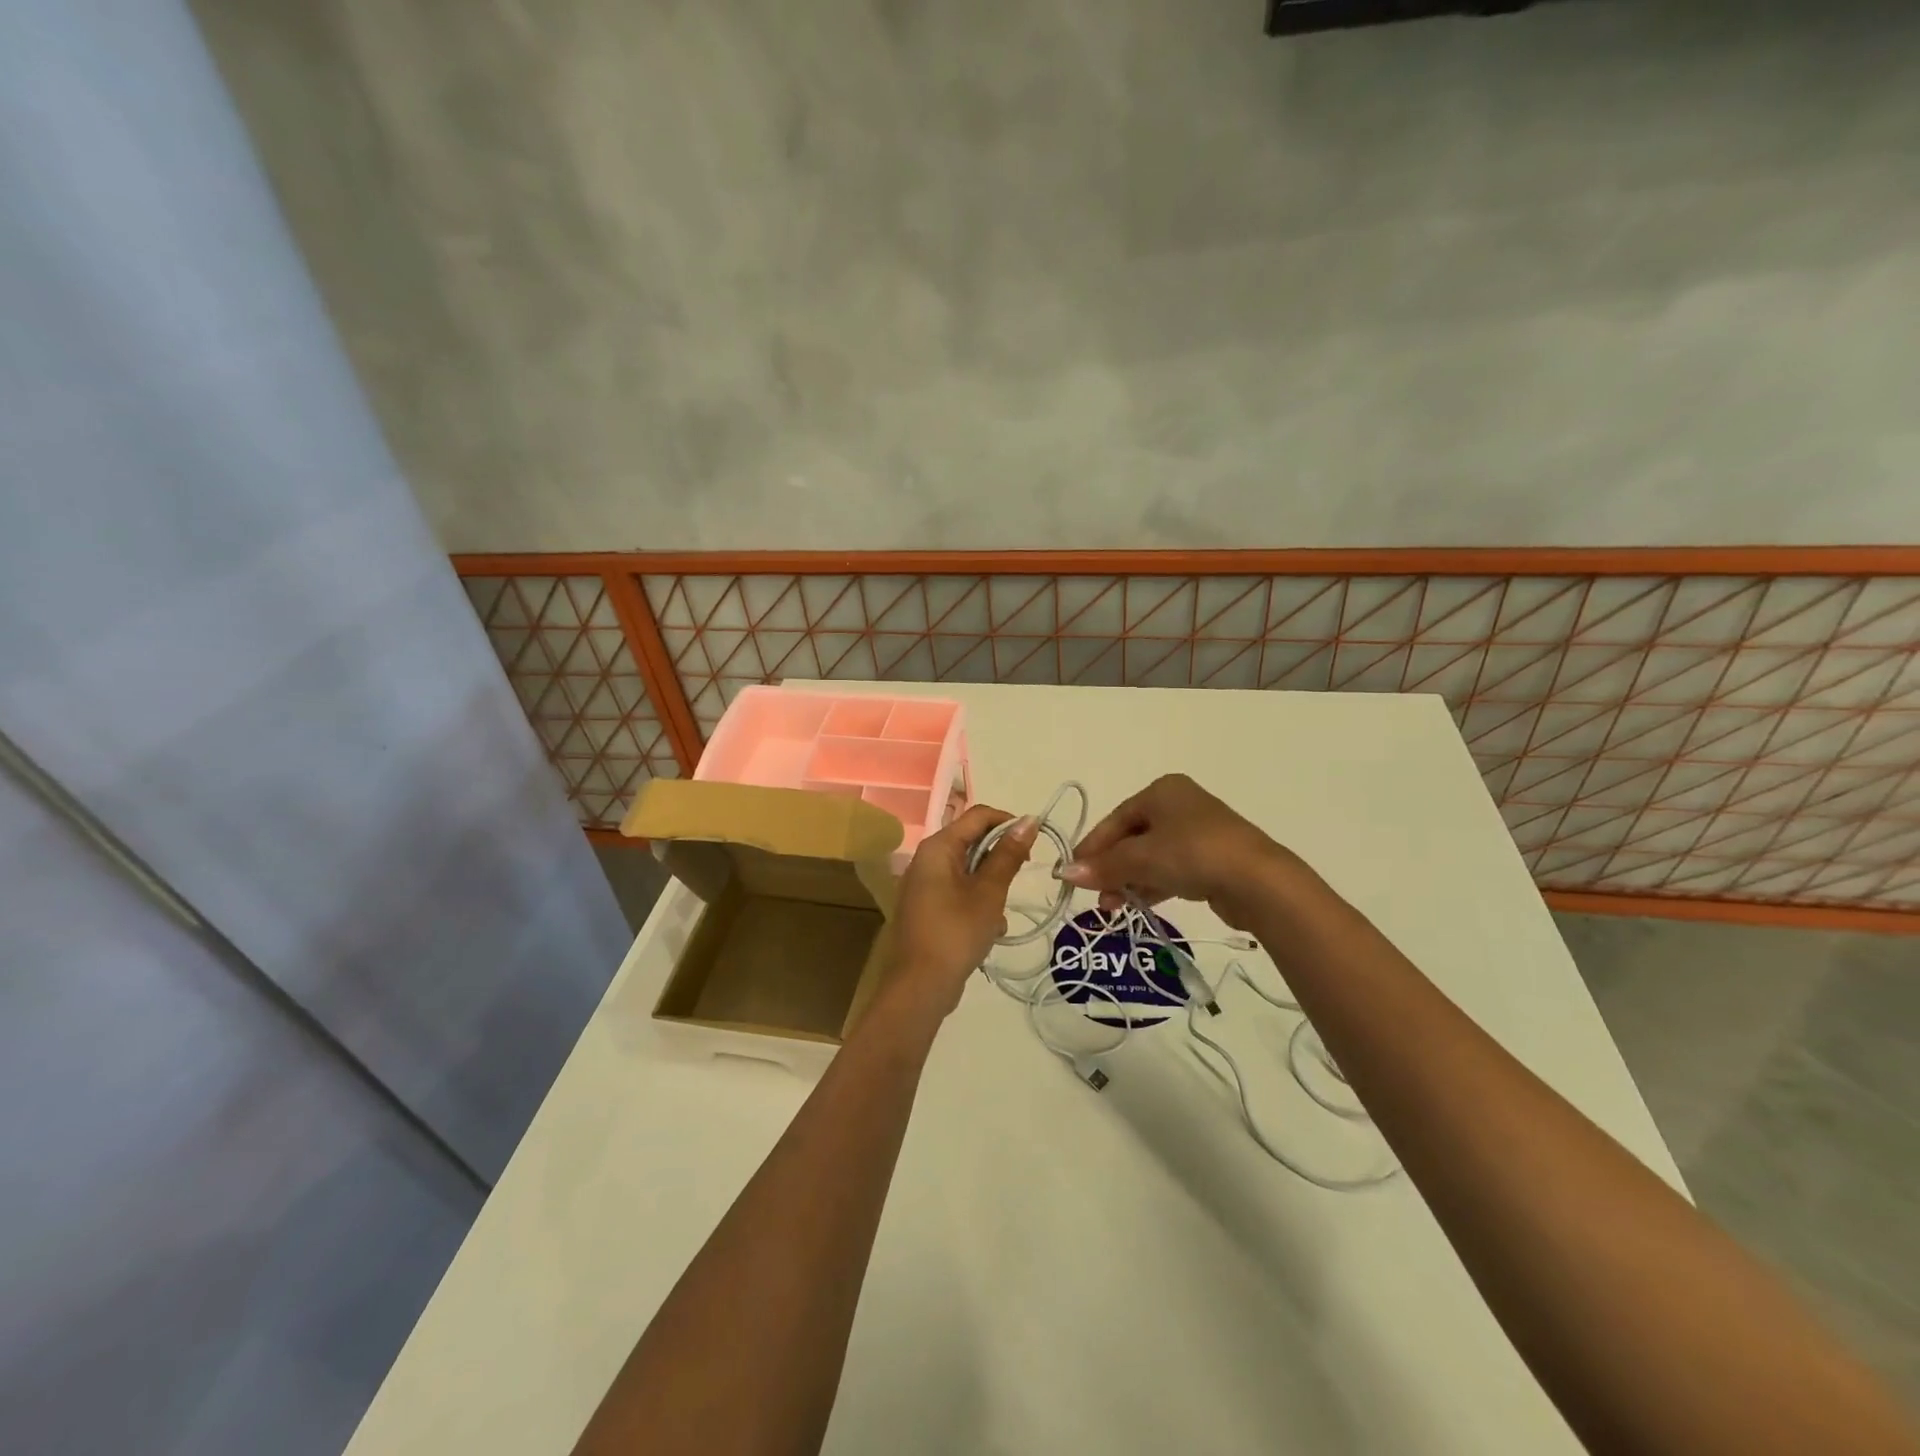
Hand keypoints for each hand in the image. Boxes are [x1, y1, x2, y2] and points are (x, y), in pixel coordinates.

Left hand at [883, 805, 1035, 1024]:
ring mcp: (924, 884)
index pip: (978, 815)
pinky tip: (990, 930)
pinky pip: (958, 892)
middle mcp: (926, 859)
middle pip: (972, 842)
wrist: (921, 985)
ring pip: (968, 871)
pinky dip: (977, 904)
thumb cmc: (957, 931)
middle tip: (1019, 880)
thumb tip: (1028, 820)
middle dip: (999, 860)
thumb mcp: (990, 891)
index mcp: (938, 847)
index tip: (1033, 845)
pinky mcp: (926, 908)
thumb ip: (1008, 854)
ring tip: (1000, 914)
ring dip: (990, 887)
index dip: (1008, 823)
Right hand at [1063, 774, 1291, 929]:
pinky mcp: (1211, 859)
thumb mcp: (1141, 858)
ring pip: (1151, 856)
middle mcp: (1179, 805)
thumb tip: (1065, 873)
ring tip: (1113, 906)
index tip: (1073, 874)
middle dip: (1111, 868)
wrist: (1258, 880)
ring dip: (1128, 880)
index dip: (1092, 848)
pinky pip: (1171, 869)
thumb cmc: (1193, 854)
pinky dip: (1152, 884)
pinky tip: (1139, 903)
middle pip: (1132, 838)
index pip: (1115, 819)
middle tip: (1096, 896)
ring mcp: (1198, 832)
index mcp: (1162, 791)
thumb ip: (1103, 866)